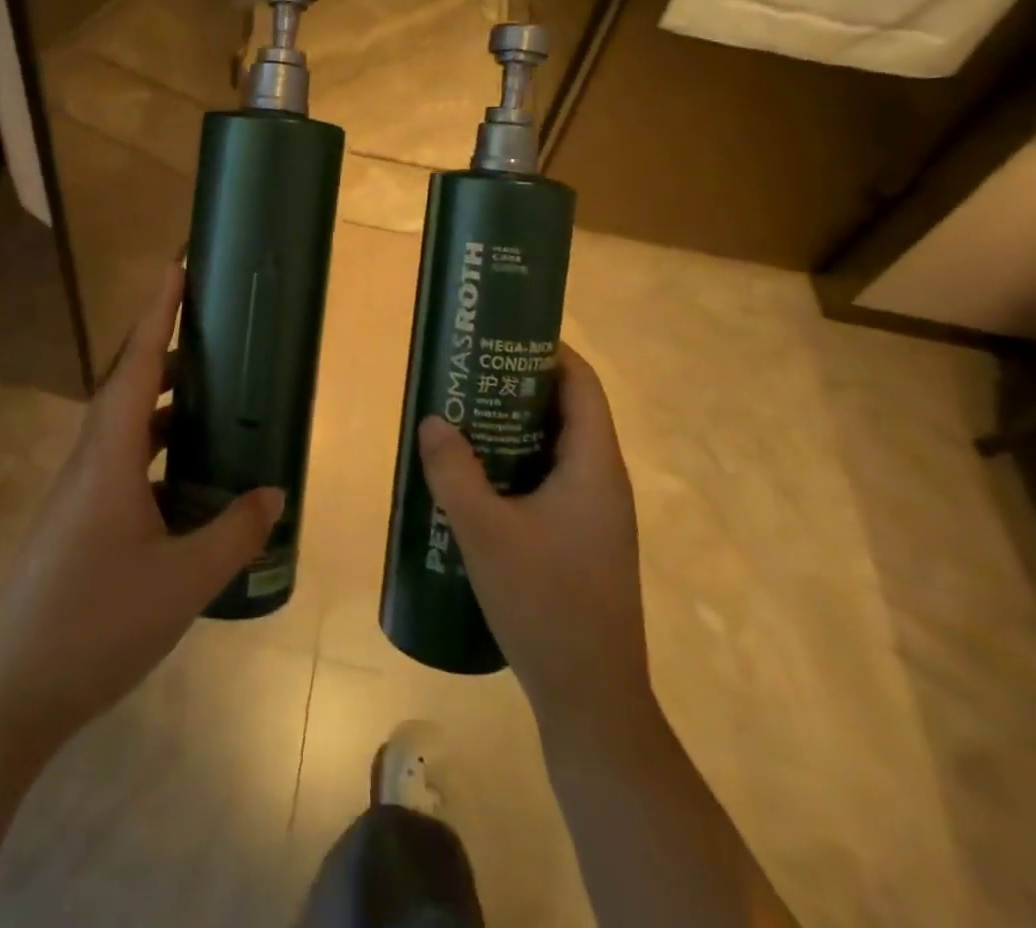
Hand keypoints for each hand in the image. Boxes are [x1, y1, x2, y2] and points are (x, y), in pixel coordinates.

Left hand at [0, 262, 284, 757]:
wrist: (1, 697)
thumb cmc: (92, 625)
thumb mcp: (181, 583)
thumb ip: (233, 534)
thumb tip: (276, 493)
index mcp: (108, 455)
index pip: (137, 362)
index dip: (159, 310)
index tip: (177, 264)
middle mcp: (88, 460)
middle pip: (128, 384)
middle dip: (167, 350)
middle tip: (213, 335)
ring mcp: (76, 493)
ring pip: (123, 426)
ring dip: (162, 404)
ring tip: (208, 400)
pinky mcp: (74, 522)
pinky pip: (120, 463)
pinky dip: (153, 450)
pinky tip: (182, 480)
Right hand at [416, 344, 649, 743]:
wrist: (591, 698)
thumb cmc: (545, 604)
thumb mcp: (485, 533)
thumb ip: (454, 472)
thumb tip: (432, 420)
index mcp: (595, 466)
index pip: (582, 384)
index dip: (548, 351)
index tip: (501, 336)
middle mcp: (604, 481)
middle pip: (569, 411)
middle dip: (520, 386)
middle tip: (469, 374)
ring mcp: (597, 513)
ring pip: (558, 448)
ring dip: (516, 427)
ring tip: (465, 415)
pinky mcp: (584, 539)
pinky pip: (552, 480)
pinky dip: (519, 464)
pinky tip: (478, 477)